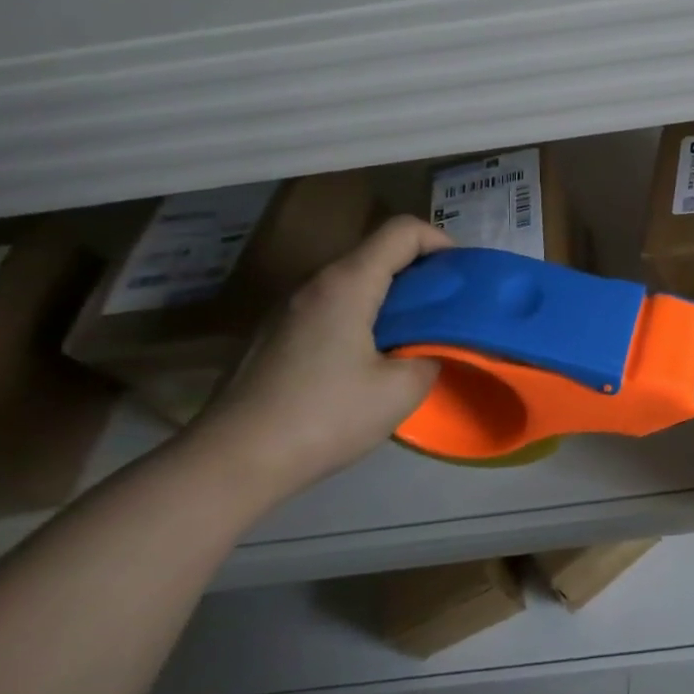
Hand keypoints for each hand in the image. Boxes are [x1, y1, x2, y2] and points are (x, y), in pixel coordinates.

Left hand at [188, 216, 454, 500]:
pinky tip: (371, 360)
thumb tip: (430, 349)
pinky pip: (332, 306)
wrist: (230, 463)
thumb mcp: (402, 389)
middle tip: (448, 310)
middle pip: (378, 253)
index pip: (403, 231)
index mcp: (346, 284)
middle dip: (422, 273)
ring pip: (354, 281)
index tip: (463, 279)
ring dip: (393, 297)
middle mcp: (313, 284)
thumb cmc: (323, 417)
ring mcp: (288, 309)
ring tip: (415, 336)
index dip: (442, 243)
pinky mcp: (275, 335)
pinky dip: (364, 316)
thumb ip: (431, 355)